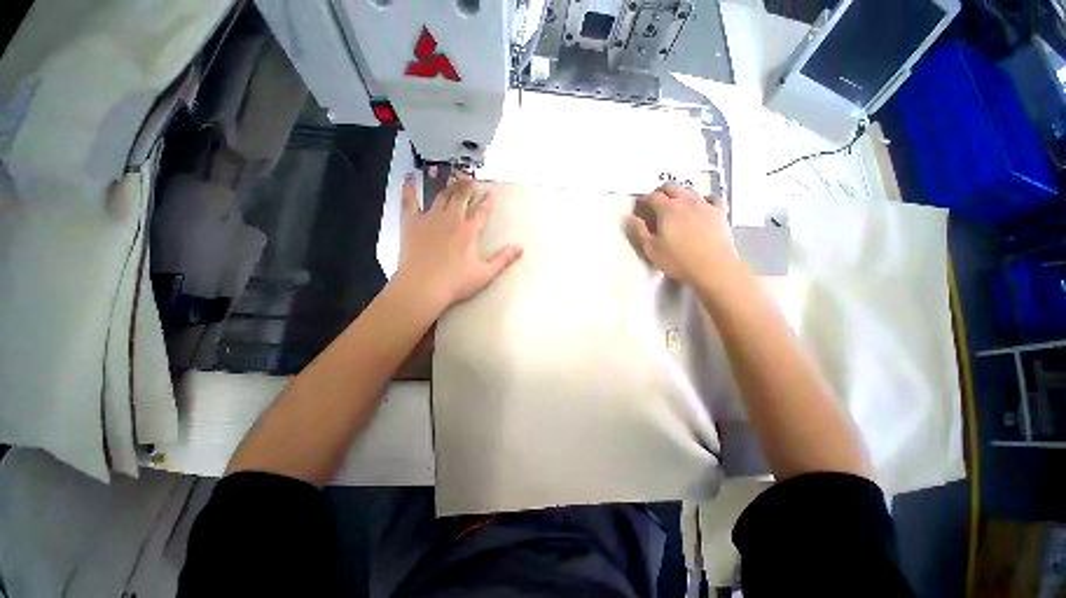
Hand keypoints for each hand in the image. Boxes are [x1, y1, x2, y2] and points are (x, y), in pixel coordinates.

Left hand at [396, 175, 522, 310]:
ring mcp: (430, 219)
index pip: (481, 211)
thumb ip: (503, 259)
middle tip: (471, 179)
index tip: (491, 191)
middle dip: (468, 186)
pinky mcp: (412, 223)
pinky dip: (410, 189)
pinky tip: (410, 178)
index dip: (487, 200)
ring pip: (441, 196)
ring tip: (454, 178)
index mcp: (468, 232)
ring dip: (449, 186)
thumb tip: (520, 248)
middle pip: (461, 197)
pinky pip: (410, 201)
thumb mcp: (484, 274)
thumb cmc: (455, 283)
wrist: (422, 287)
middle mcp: (451, 220)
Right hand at [626, 183, 736, 286]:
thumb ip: (639, 231)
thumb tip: (630, 217)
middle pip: (671, 187)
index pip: (652, 196)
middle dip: (660, 192)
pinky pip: (711, 198)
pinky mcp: (719, 212)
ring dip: (679, 194)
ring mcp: (705, 204)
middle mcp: (686, 201)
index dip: (643, 199)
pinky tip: (700, 206)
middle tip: (655, 203)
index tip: (638, 205)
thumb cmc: (678, 260)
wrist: (713, 267)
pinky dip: (702, 198)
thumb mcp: (651, 249)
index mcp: (667, 209)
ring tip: (675, 205)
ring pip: (689, 190)